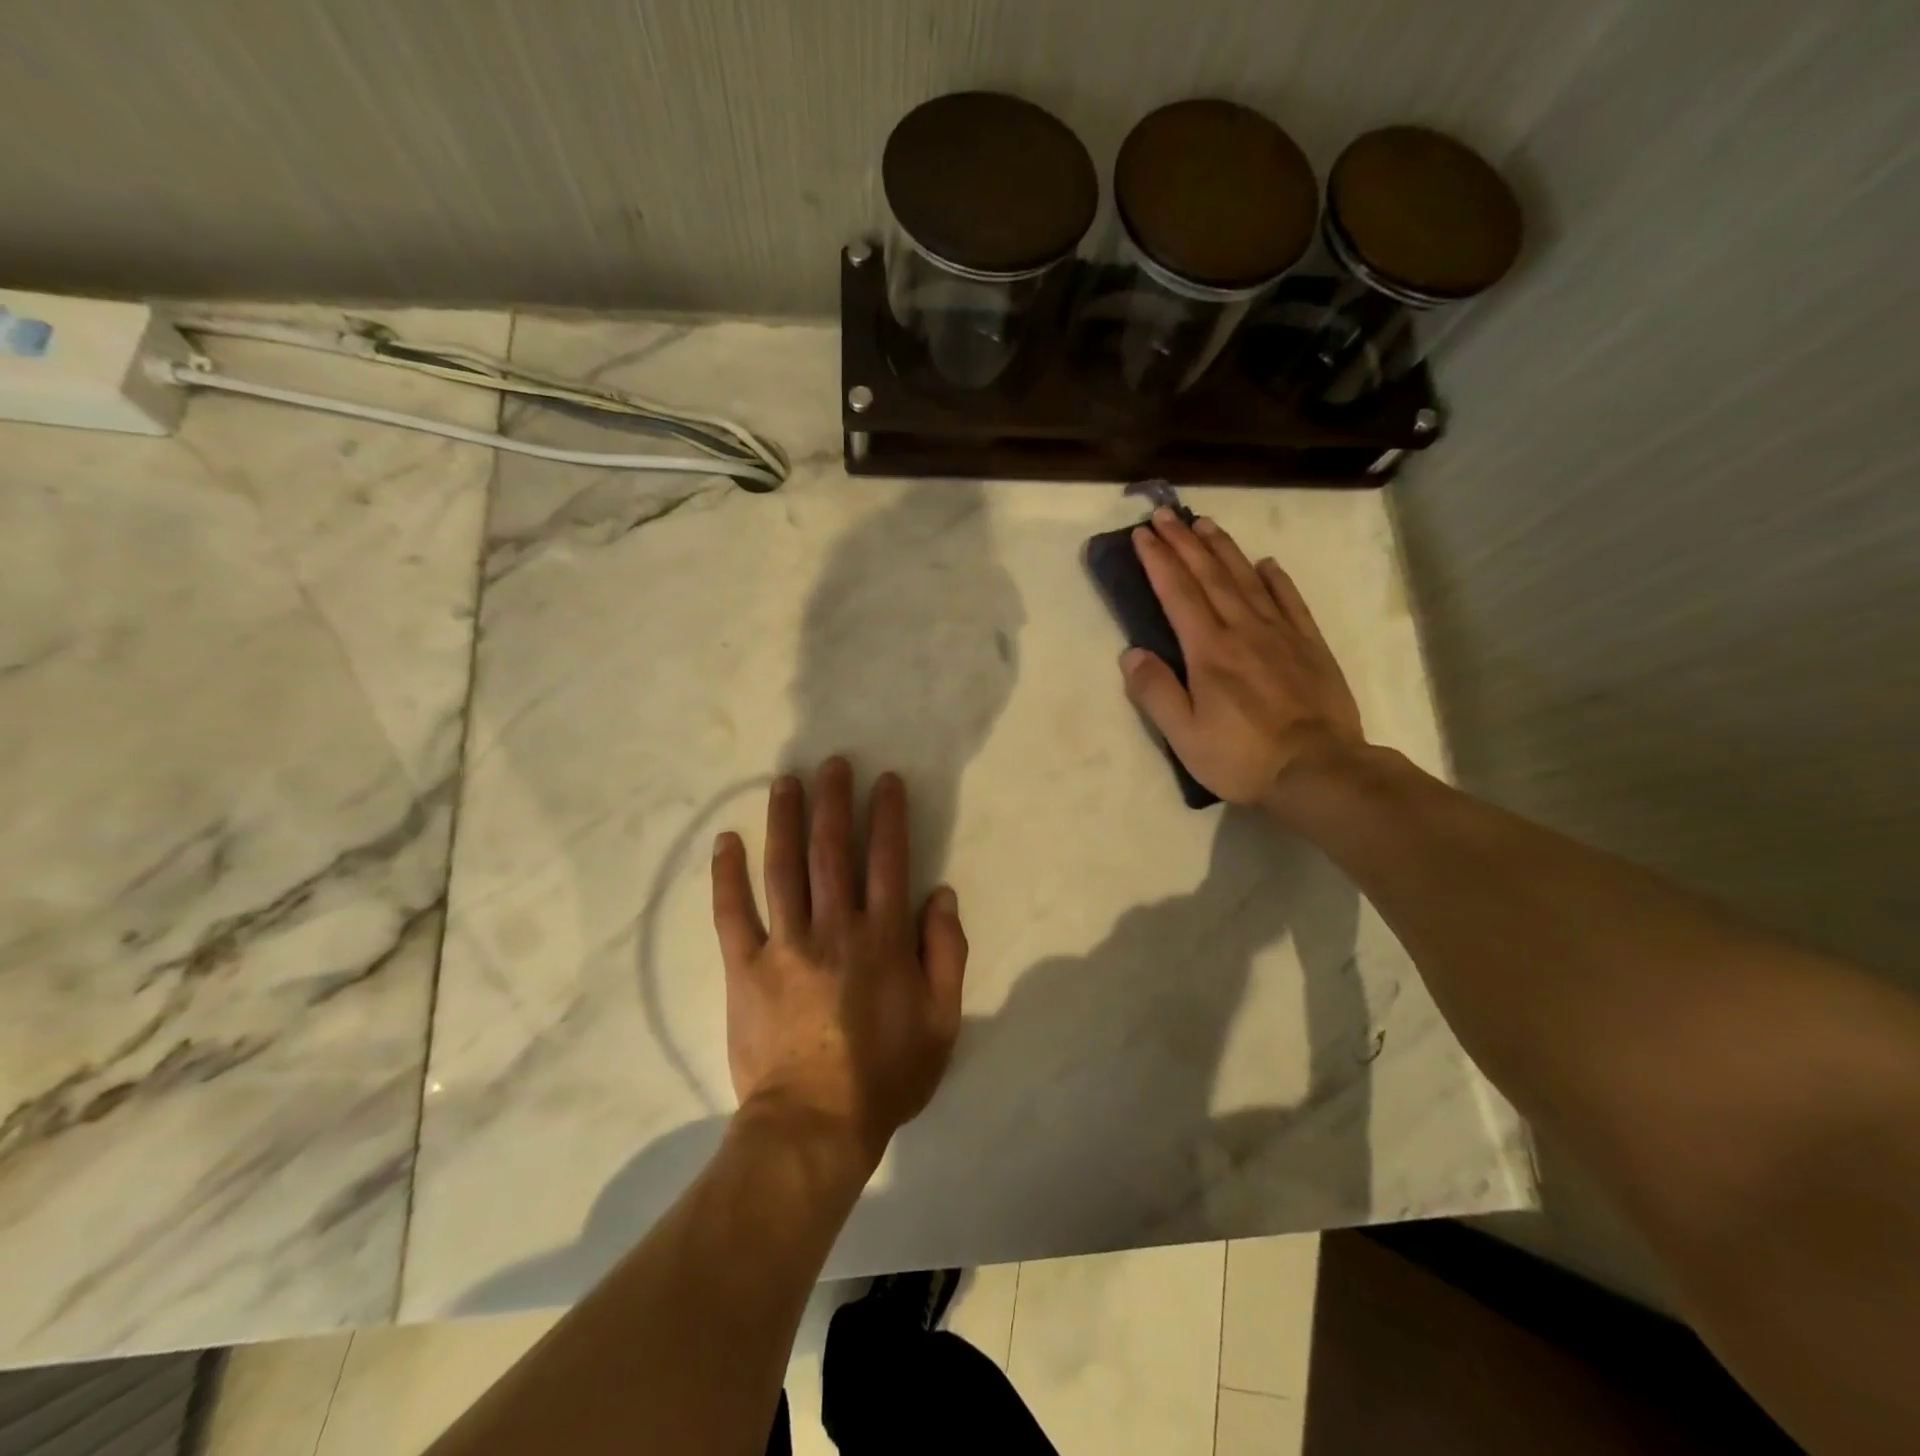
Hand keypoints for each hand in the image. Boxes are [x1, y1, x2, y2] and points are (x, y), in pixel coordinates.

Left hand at [710, 759, 967, 1168]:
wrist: (814, 1125)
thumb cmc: (886, 1075)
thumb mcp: (942, 1021)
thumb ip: (946, 954)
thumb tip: (941, 895)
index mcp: (882, 938)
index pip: (888, 860)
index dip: (888, 815)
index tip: (886, 781)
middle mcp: (834, 928)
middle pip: (832, 850)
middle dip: (834, 801)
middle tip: (832, 763)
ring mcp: (785, 945)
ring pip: (783, 868)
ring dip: (785, 820)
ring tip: (785, 781)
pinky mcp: (745, 968)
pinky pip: (732, 914)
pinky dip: (727, 875)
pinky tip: (725, 840)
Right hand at [1122, 508, 1365, 811]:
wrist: (1319, 770)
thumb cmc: (1242, 756)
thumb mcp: (1184, 735)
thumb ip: (1155, 692)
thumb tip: (1131, 653)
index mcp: (1209, 650)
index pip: (1178, 593)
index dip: (1158, 561)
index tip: (1143, 534)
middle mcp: (1243, 630)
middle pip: (1210, 576)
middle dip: (1185, 542)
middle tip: (1167, 514)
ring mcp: (1280, 635)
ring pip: (1247, 580)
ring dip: (1223, 549)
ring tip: (1205, 524)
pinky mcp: (1310, 646)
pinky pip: (1290, 602)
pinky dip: (1276, 579)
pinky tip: (1266, 564)